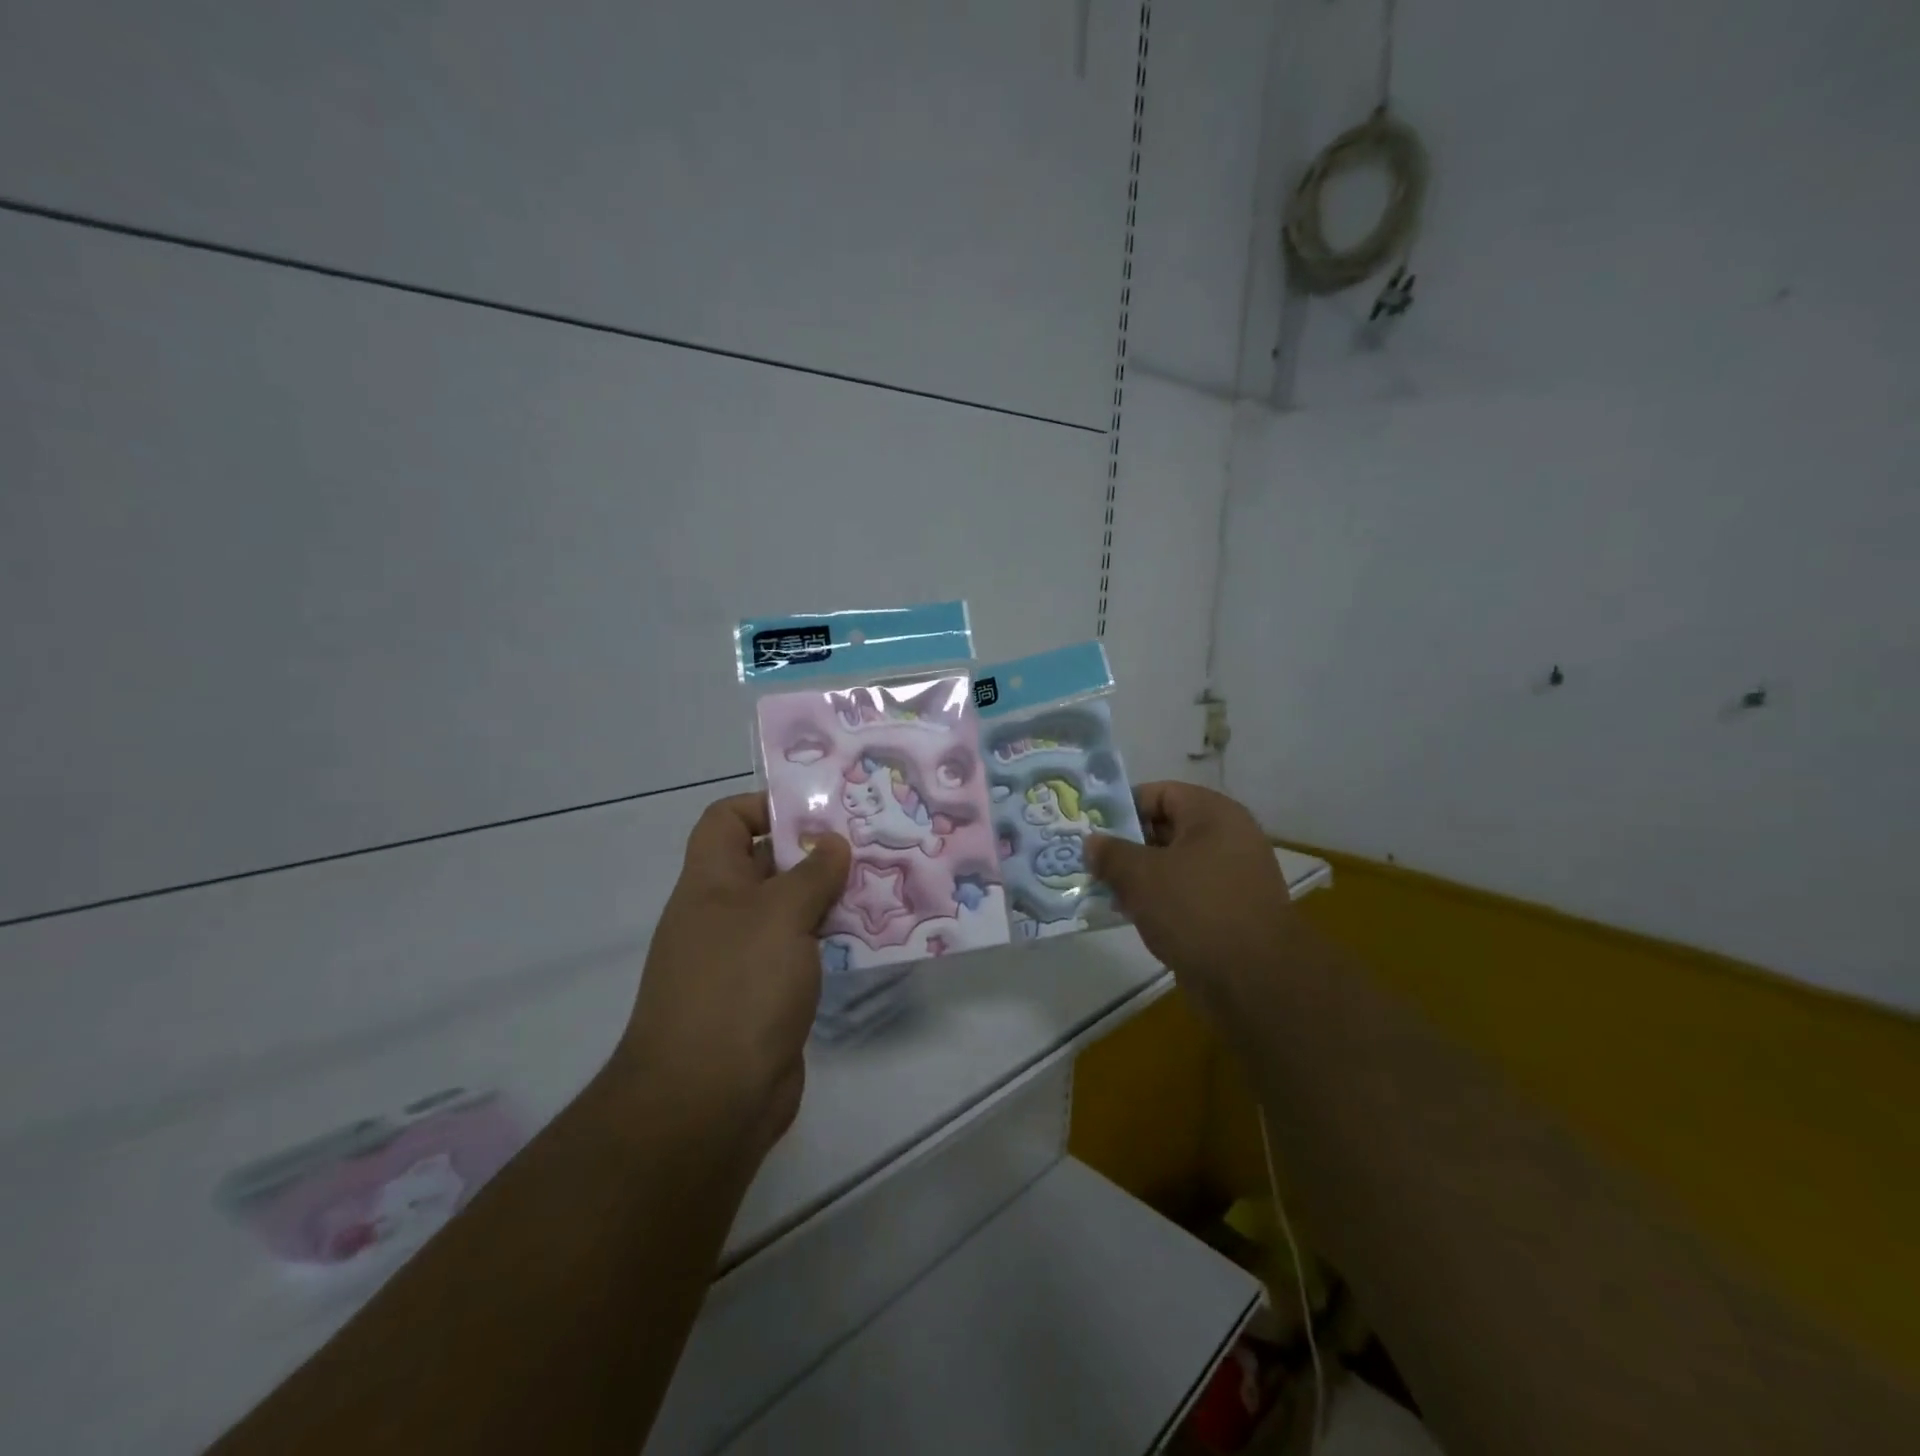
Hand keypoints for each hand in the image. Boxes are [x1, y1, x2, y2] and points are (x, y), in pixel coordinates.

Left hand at [614, 793, 850, 1160]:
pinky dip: (833, 940)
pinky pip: (804, 952)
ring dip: (832, 897)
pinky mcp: (769, 995)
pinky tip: (874, 936)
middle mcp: (724, 914)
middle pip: (768, 863)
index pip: (726, 820)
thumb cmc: (738, 988)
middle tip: (871, 840)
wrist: (709, 1101)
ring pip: (792, 910)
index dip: (766, 806)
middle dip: (815, 850)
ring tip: (885, 882)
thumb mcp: (778, 915)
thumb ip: (810, 873)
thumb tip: (831, 842)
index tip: (818, 810)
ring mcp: (746, 958)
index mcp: (710, 884)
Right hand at [1088, 782, 1296, 1035]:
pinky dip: (1159, 899)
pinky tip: (1130, 914)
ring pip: (1174, 864)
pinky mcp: (1231, 910)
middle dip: (1126, 844)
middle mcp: (1228, 837)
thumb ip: (1111, 853)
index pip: (1159, 793)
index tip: (1091, 828)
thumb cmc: (1195, 909)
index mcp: (1213, 814)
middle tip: (1091, 860)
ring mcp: (1233, 876)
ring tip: (1103, 889)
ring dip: (1140, 876)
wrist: (1254, 980)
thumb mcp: (1141, 876)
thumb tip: (1092, 842)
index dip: (1122, 806)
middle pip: (1166, 828)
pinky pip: (1186, 893)